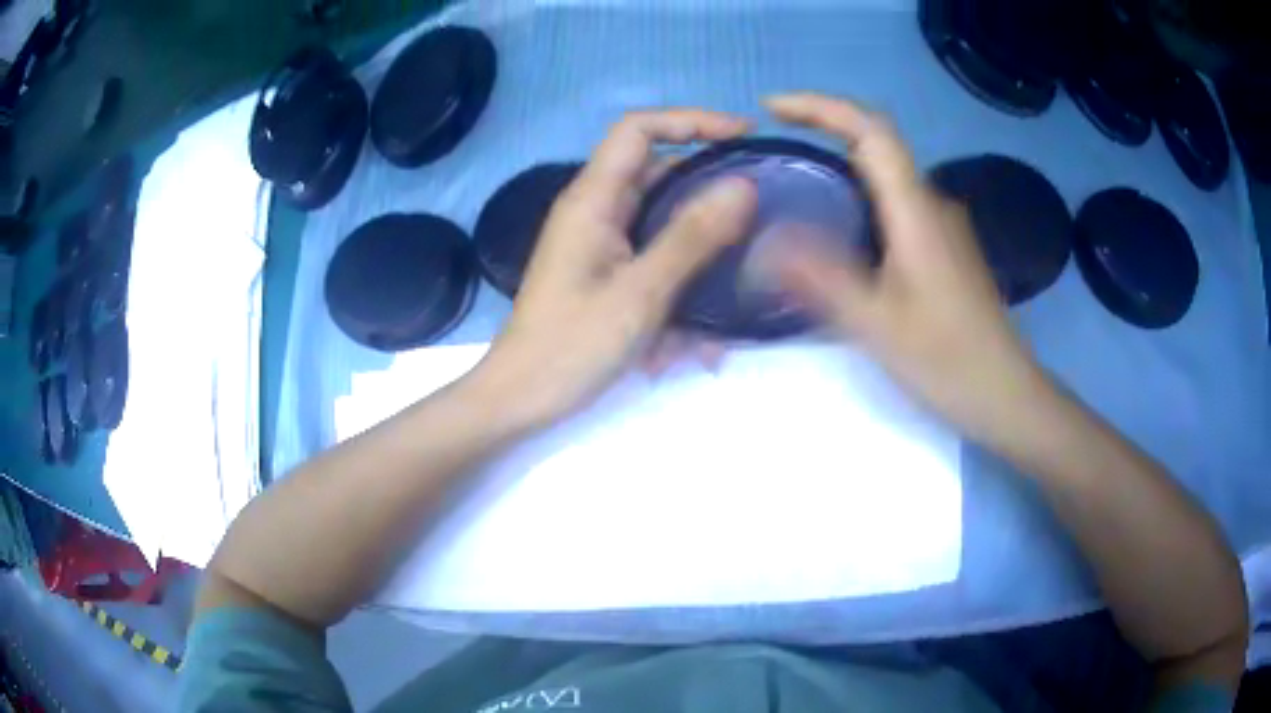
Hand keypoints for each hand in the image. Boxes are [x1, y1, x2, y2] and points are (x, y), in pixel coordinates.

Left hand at [470, 110, 757, 429]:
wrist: (521, 399)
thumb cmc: (572, 346)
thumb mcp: (641, 292)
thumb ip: (692, 236)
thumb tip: (743, 186)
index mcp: (593, 199)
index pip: (639, 129)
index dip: (691, 121)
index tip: (742, 136)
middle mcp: (596, 211)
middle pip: (660, 176)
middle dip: (709, 200)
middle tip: (759, 219)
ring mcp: (601, 244)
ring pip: (664, 229)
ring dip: (699, 263)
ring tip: (727, 310)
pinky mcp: (606, 274)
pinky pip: (654, 266)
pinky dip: (680, 294)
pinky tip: (698, 348)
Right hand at [765, 93, 1050, 444]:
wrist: (1006, 394)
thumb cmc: (948, 361)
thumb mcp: (877, 324)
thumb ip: (821, 278)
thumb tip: (763, 241)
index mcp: (917, 210)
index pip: (870, 129)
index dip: (821, 106)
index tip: (771, 109)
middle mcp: (932, 203)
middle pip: (877, 143)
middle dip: (822, 128)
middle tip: (771, 144)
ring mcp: (942, 225)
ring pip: (886, 175)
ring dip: (839, 162)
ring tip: (791, 182)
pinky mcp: (944, 248)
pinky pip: (895, 203)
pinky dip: (858, 195)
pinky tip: (836, 228)